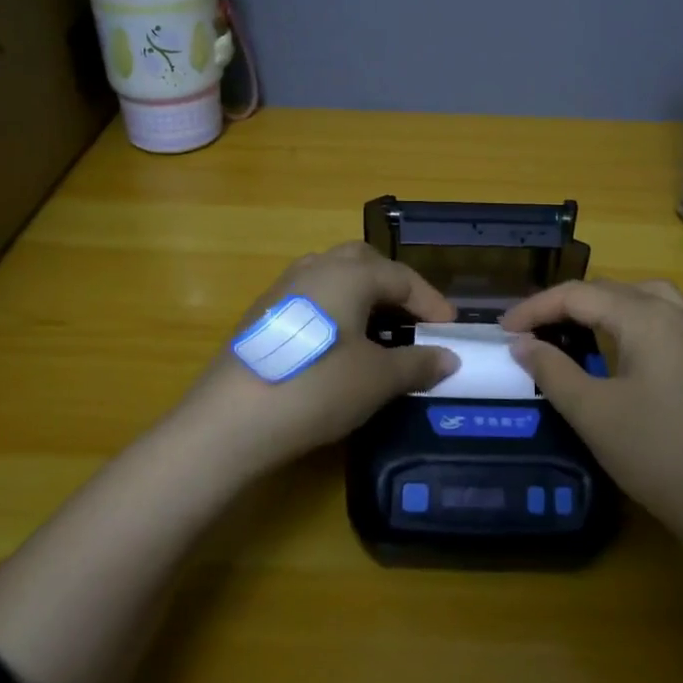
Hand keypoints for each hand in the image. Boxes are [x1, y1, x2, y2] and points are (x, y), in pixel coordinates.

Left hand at [176, 242, 459, 472]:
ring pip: (333, 277)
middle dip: (394, 286)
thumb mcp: (377, 379)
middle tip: (414, 318)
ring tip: (378, 329)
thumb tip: (449, 358)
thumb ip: (417, 363)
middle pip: (365, 262)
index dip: (431, 302)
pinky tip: (338, 345)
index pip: (402, 277)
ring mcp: (283, 288)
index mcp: (349, 273)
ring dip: (362, 296)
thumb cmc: (317, 388)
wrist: (231, 420)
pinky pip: (312, 297)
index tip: (451, 329)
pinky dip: (336, 311)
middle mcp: (315, 268)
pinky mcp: (262, 314)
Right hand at [502, 279, 682, 541]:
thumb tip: (522, 344)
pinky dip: (630, 323)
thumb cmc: (661, 455)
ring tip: (575, 330)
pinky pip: (663, 322)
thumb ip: (552, 372)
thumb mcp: (594, 414)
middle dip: (567, 304)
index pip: (579, 294)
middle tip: (532, 330)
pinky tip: (620, 355)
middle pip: (612, 290)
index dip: (535, 308)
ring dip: (603, 308)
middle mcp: (677, 315)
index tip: (502, 330)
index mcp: (647, 317)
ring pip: (643, 300)